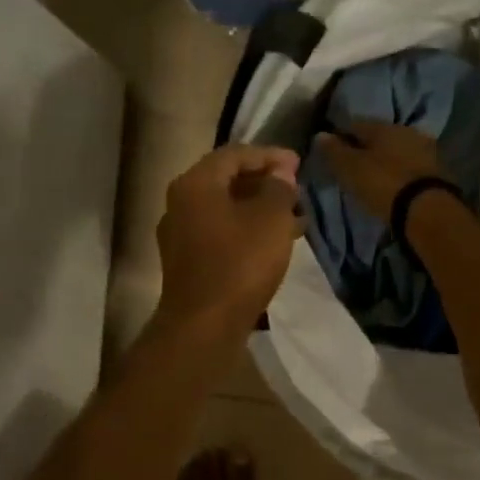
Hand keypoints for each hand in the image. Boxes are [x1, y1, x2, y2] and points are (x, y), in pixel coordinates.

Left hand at [156, 145, 303, 335]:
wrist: (204, 325)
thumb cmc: (240, 263)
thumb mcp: (271, 219)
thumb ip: (279, 188)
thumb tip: (280, 173)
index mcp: (195, 184)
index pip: (234, 154)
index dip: (269, 155)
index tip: (299, 164)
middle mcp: (181, 203)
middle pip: (226, 180)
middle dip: (264, 182)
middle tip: (296, 189)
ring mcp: (180, 235)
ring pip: (225, 209)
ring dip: (259, 209)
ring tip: (294, 218)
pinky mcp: (188, 262)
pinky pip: (221, 233)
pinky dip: (247, 231)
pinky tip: (273, 243)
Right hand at [316, 120, 447, 218]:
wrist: (427, 209)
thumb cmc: (383, 184)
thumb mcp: (350, 169)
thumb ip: (334, 151)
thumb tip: (320, 134)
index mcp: (382, 126)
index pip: (354, 124)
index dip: (340, 136)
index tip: (332, 151)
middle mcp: (405, 130)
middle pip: (378, 136)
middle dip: (365, 147)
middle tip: (352, 165)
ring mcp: (424, 149)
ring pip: (396, 150)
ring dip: (384, 159)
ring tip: (373, 176)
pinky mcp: (436, 170)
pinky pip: (409, 165)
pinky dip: (399, 171)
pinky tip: (393, 183)